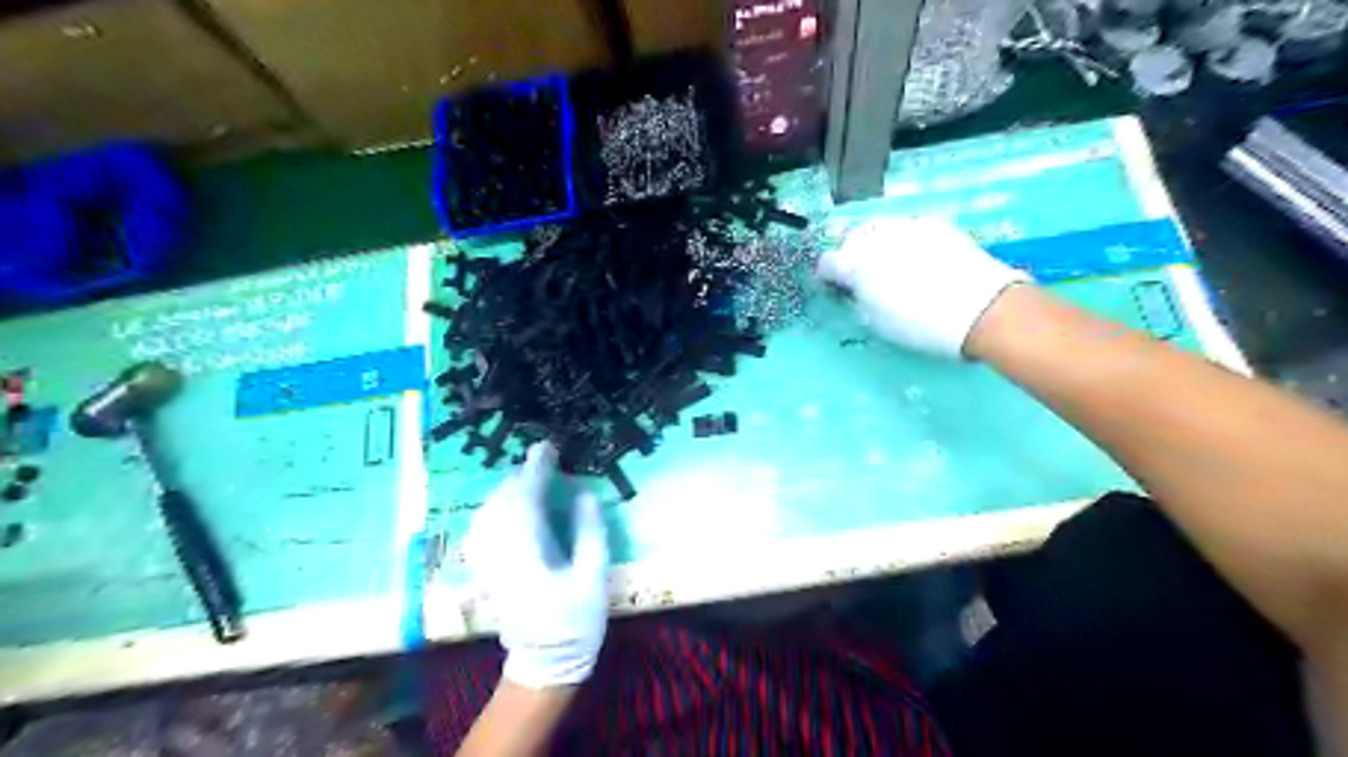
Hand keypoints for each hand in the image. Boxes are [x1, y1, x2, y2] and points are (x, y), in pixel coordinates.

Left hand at [467, 441, 607, 688]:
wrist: (545, 663)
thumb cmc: (575, 623)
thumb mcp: (593, 578)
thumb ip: (589, 533)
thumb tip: (585, 495)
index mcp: (527, 553)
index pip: (525, 499)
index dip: (535, 469)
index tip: (547, 447)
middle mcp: (500, 553)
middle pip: (501, 502)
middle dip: (520, 476)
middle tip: (543, 461)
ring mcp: (488, 564)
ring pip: (487, 513)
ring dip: (506, 490)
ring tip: (528, 479)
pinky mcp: (486, 571)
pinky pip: (481, 529)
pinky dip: (493, 510)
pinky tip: (504, 508)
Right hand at [810, 217, 1034, 357]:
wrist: (980, 309)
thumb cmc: (921, 325)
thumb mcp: (877, 321)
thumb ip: (858, 298)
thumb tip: (854, 288)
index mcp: (855, 265)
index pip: (827, 262)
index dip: (828, 276)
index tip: (837, 287)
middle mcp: (876, 237)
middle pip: (851, 237)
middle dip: (852, 254)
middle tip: (863, 276)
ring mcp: (907, 226)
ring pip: (879, 227)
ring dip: (877, 243)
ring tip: (891, 263)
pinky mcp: (934, 224)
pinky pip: (908, 227)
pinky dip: (905, 239)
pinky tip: (918, 258)